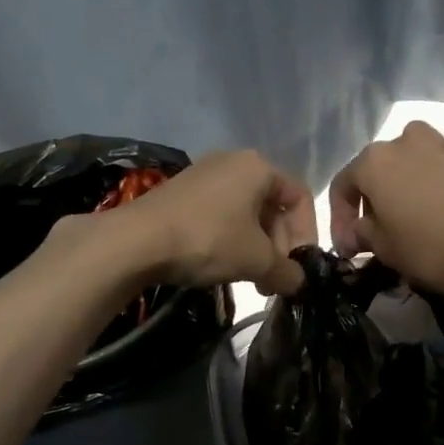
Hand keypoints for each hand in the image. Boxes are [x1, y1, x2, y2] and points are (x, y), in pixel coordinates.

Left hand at [106, 150, 315, 296]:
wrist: (137, 240)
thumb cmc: (208, 240)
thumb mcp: (256, 260)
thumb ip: (286, 271)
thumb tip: (298, 282)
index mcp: (258, 167)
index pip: (300, 197)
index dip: (307, 234)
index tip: (298, 266)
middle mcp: (233, 162)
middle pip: (272, 206)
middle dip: (278, 246)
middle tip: (274, 279)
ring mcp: (204, 175)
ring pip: (245, 213)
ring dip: (255, 248)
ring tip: (251, 280)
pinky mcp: (181, 193)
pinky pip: (220, 215)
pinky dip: (230, 240)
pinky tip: (222, 267)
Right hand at [329, 117, 443, 299]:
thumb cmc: (427, 249)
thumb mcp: (383, 249)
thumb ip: (361, 234)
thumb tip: (355, 234)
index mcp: (372, 162)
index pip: (342, 186)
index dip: (340, 219)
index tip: (349, 247)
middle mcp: (403, 141)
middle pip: (378, 165)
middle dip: (374, 196)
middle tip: (380, 228)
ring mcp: (442, 140)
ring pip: (415, 144)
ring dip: (410, 166)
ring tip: (416, 198)